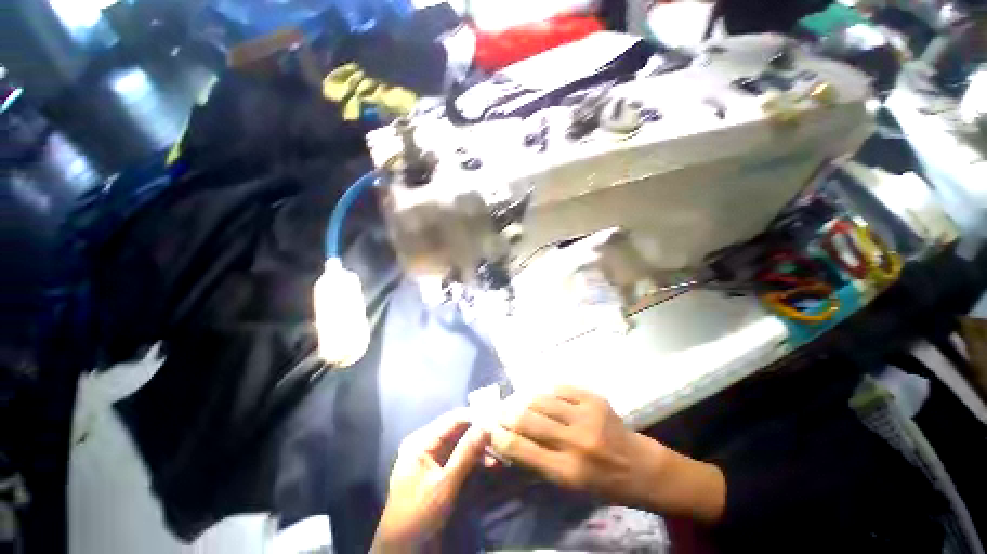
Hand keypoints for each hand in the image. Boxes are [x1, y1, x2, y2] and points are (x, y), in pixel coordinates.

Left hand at [373, 409, 488, 552]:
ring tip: (499, 454)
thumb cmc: (419, 514)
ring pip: (461, 443)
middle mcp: (426, 443)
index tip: (496, 419)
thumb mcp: (445, 484)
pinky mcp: (439, 470)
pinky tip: (490, 464)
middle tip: (501, 437)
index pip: (452, 419)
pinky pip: (459, 457)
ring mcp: (432, 457)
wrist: (403, 549)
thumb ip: (465, 453)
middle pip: (457, 430)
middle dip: (479, 434)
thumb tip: (485, 426)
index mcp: (421, 441)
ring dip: (479, 448)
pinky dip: (474, 459)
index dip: (474, 417)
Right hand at [490, 386, 725, 523]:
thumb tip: (511, 440)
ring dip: (525, 399)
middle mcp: (576, 442)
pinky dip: (547, 392)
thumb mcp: (570, 485)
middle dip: (507, 413)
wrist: (642, 467)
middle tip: (499, 411)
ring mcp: (587, 416)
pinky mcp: (595, 399)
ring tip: (518, 401)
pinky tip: (544, 396)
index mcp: (568, 472)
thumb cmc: (604, 484)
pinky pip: (560, 388)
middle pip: (528, 419)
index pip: (522, 450)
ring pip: (541, 399)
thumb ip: (540, 462)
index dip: (501, 437)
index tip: (491, 430)